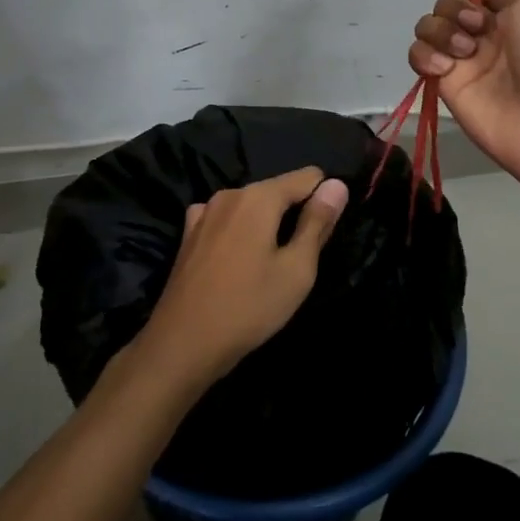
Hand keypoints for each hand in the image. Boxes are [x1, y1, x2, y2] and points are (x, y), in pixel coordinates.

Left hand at [143, 167, 349, 385]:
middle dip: (295, 214)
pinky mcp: (189, 234)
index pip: (308, 177)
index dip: (324, 200)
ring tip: (270, 265)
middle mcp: (229, 194)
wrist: (182, 343)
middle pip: (278, 190)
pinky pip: (228, 222)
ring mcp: (204, 212)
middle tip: (301, 259)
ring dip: (267, 226)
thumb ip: (317, 222)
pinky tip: (239, 262)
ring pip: (251, 207)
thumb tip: (336, 184)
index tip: (326, 234)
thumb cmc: (249, 307)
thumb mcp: (297, 269)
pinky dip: (240, 233)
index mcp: (258, 197)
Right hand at [407, 0, 519, 199]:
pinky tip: (445, 68)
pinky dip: (426, 57)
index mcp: (513, 13)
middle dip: (455, 7)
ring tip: (465, 51)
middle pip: (447, 5)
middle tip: (478, 26)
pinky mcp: (446, 87)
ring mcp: (464, 63)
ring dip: (441, 30)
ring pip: (428, 29)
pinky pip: (419, 58)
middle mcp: (486, 36)